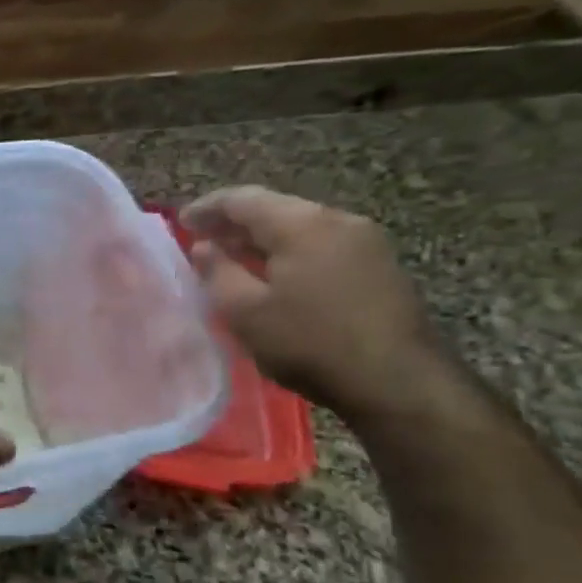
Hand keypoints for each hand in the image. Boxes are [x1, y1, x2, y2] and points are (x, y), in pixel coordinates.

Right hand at [181, 185, 445, 419]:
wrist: (400, 383)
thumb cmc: (310, 343)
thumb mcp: (245, 311)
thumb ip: (217, 272)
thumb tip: (205, 246)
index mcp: (302, 224)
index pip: (243, 199)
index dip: (207, 208)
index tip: (181, 222)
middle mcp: (338, 220)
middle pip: (275, 208)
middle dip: (235, 222)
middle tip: (203, 240)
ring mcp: (366, 242)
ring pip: (300, 227)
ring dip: (263, 238)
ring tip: (233, 258)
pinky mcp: (379, 266)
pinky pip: (321, 245)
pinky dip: (289, 251)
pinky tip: (274, 275)